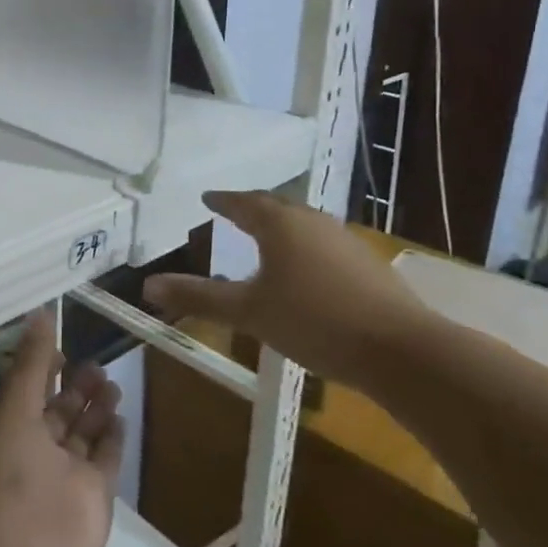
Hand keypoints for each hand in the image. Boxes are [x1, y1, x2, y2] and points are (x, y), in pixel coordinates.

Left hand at [0, 313, 123, 546]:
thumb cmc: (8, 476)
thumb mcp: (13, 410)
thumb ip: (30, 364)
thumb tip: (40, 313)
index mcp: (10, 427)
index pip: (29, 390)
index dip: (44, 368)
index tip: (62, 344)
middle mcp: (37, 448)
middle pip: (60, 411)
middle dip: (76, 388)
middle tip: (97, 363)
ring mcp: (67, 474)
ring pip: (84, 433)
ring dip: (96, 409)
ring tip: (111, 383)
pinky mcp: (95, 496)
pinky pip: (105, 460)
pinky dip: (112, 439)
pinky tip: (120, 417)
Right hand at [142, 190, 433, 386]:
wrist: (400, 349)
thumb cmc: (313, 320)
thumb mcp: (248, 312)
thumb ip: (198, 297)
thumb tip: (148, 284)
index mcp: (280, 225)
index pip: (244, 203)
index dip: (223, 201)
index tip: (208, 197)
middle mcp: (313, 223)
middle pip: (277, 207)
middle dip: (252, 207)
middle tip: (233, 211)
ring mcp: (345, 241)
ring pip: (303, 224)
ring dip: (280, 226)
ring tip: (265, 237)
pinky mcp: (367, 264)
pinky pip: (323, 244)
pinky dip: (303, 247)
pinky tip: (304, 270)